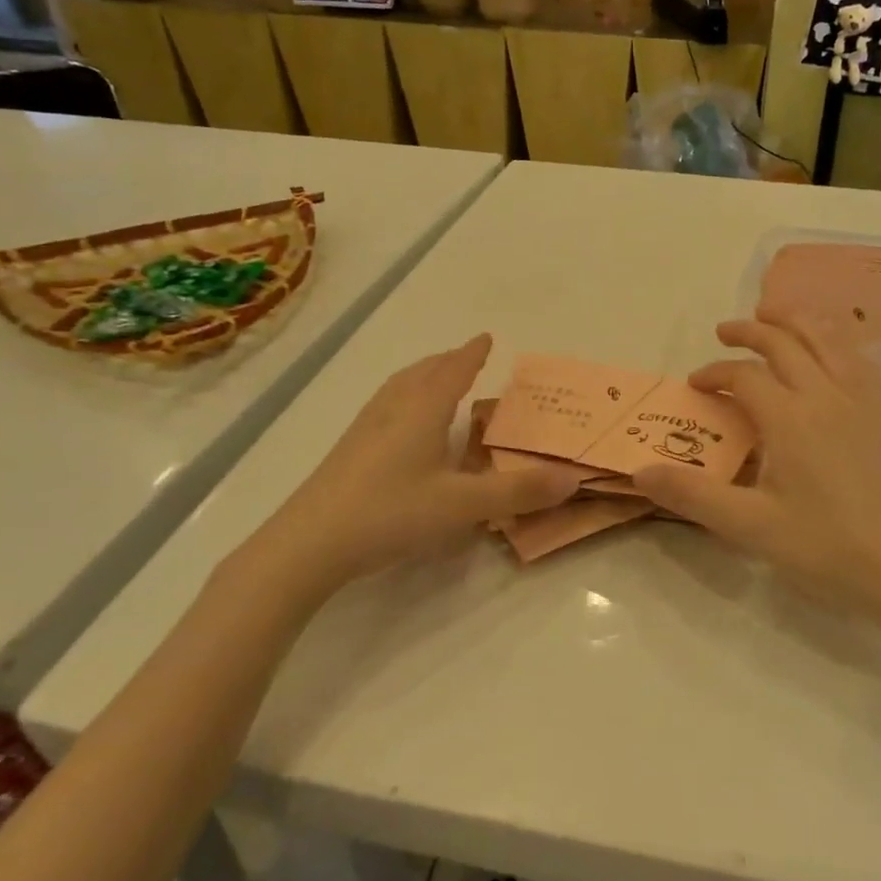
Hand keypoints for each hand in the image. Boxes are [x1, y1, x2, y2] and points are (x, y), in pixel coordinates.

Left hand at [228, 335, 579, 595]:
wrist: (310, 543)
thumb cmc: (391, 512)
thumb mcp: (462, 505)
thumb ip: (517, 492)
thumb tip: (571, 479)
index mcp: (422, 410)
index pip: (453, 370)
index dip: (472, 354)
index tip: (486, 337)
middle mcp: (393, 409)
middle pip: (423, 373)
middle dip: (448, 362)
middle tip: (467, 358)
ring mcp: (365, 428)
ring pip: (399, 388)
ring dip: (423, 377)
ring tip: (437, 382)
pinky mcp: (348, 451)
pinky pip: (385, 407)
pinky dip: (405, 400)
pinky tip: (403, 427)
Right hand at [632, 317, 880, 616]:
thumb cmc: (825, 546)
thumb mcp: (750, 526)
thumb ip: (692, 495)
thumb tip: (640, 472)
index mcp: (790, 417)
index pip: (744, 376)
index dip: (714, 374)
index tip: (695, 385)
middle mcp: (824, 394)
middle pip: (784, 342)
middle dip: (750, 331)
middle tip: (724, 332)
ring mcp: (859, 400)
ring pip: (826, 337)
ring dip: (795, 320)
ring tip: (773, 315)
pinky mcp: (880, 413)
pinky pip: (854, 355)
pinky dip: (832, 337)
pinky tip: (826, 348)